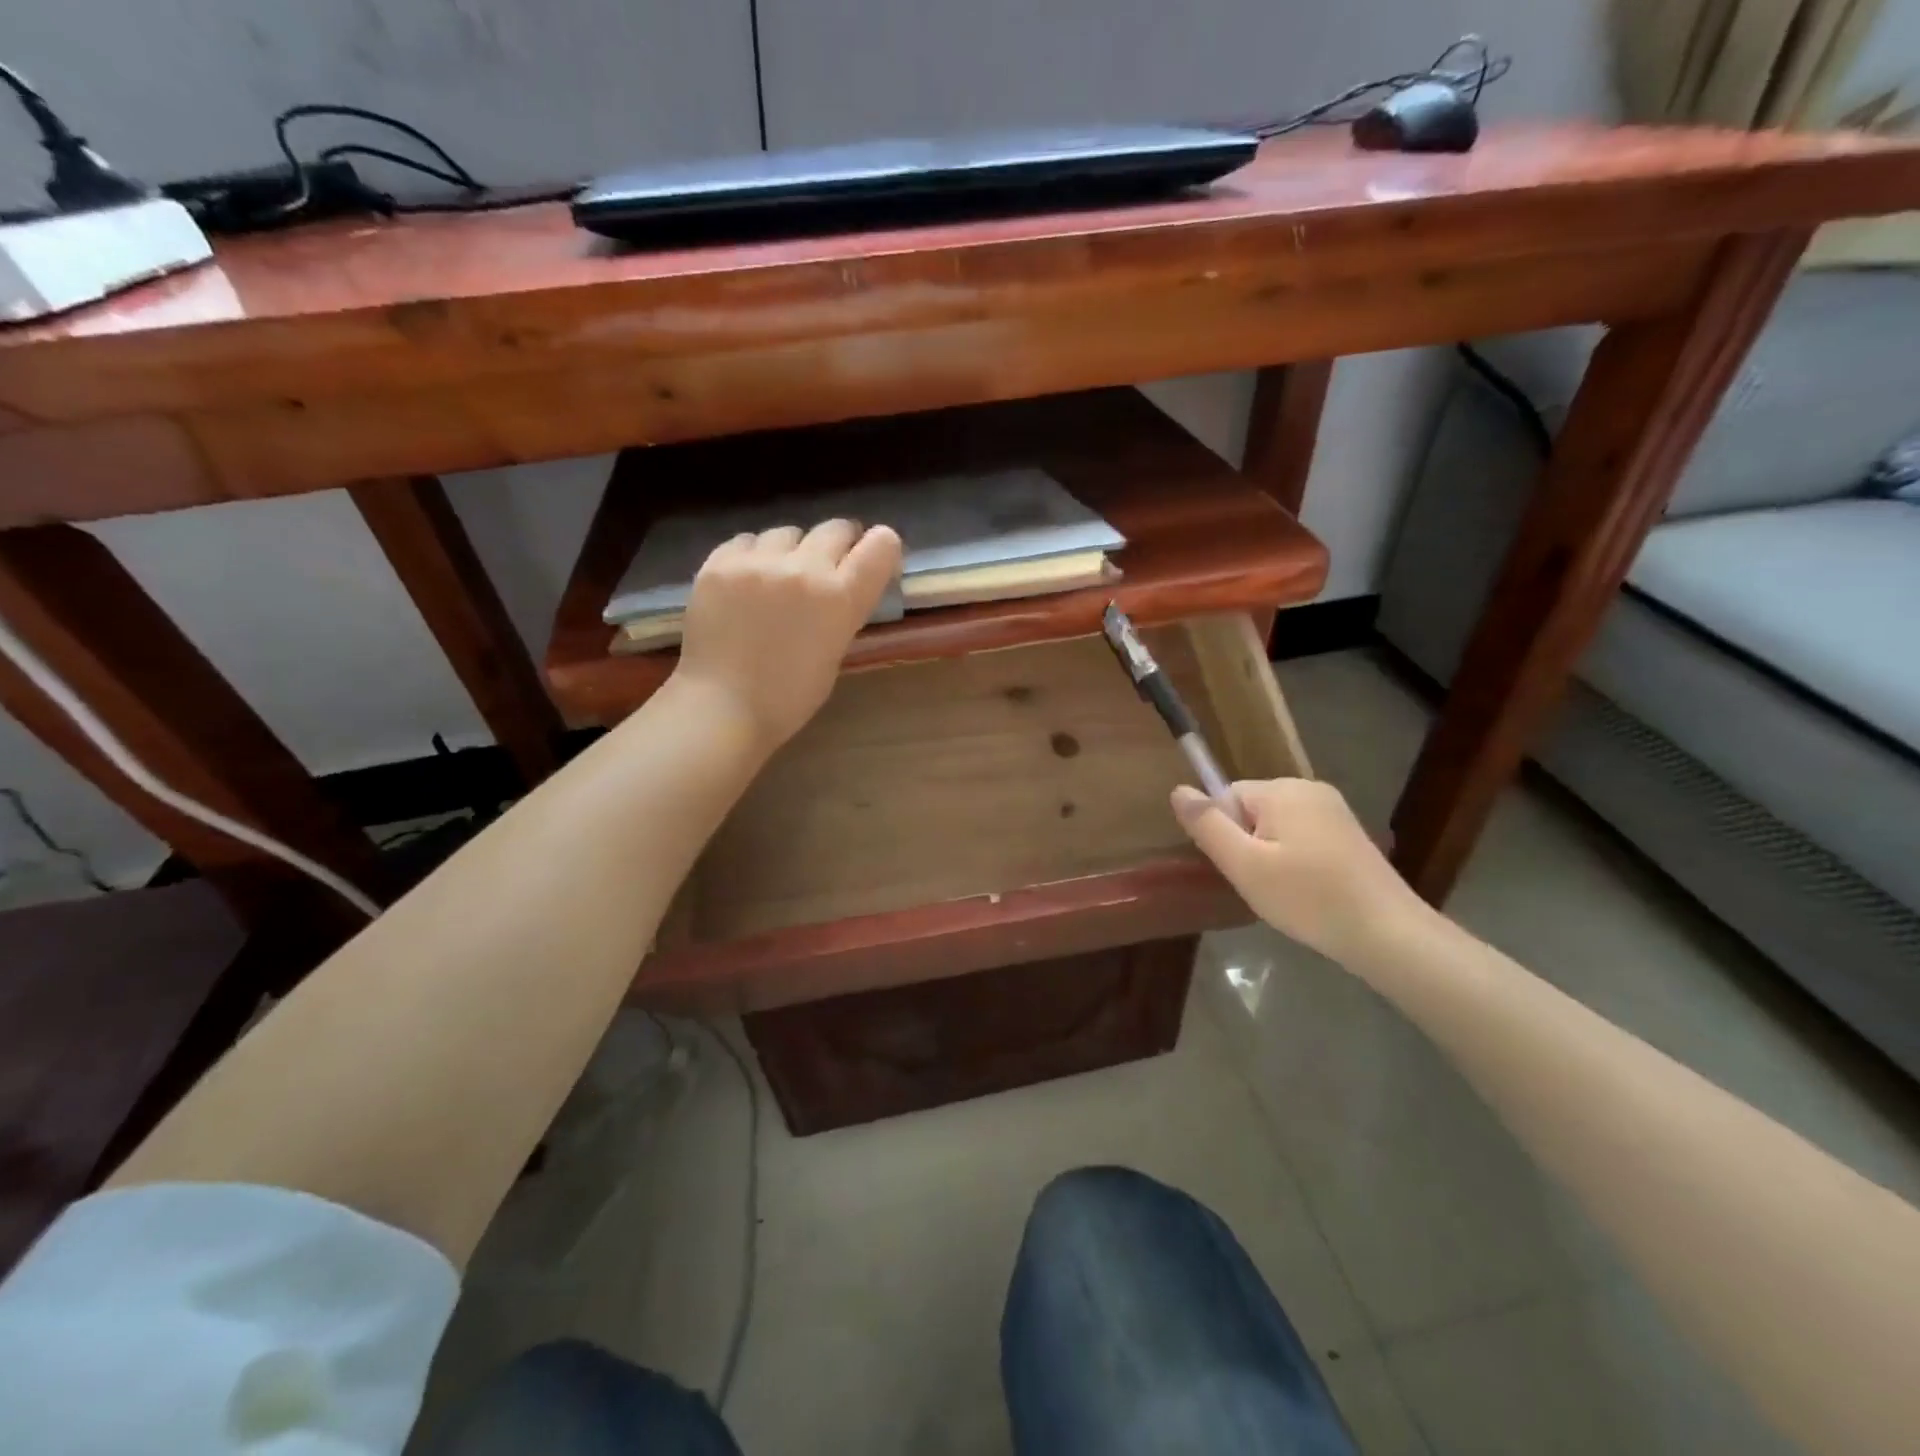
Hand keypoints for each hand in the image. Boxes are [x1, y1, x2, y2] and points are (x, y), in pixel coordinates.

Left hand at [674, 520, 901, 751]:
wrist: (721, 707)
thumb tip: (842, 583)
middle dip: (838, 545)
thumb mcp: (835, 653)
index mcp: (840, 599)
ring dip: (791, 550)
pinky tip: (746, 583)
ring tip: (778, 579)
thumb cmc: (788, 696)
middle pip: (836, 528)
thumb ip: (843, 609)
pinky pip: (747, 541)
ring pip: (788, 533)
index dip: (881, 548)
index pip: (881, 545)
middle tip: (827, 569)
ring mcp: (758, 562)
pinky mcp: (719, 562)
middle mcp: (804, 569)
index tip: (871, 560)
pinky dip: (753, 556)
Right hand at [1172, 778, 1427, 963]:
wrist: (1387, 933)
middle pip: (1251, 809)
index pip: (1226, 796)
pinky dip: (1296, 859)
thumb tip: (1178, 790)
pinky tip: (1307, 889)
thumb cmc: (1308, 898)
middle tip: (1262, 884)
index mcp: (1282, 790)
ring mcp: (1334, 809)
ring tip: (1285, 891)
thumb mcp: (1245, 865)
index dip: (1224, 833)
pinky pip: (1302, 835)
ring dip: (1270, 853)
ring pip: (1276, 825)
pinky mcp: (1349, 833)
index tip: (1241, 868)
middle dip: (1247, 843)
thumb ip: (1208, 825)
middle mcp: (1309, 788)